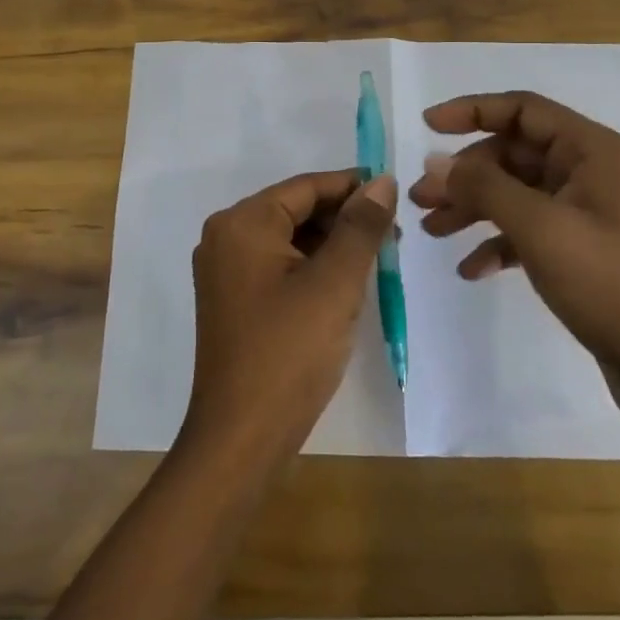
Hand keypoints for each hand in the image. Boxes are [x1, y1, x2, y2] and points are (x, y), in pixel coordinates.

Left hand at [180, 170, 396, 470]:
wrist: (241, 438)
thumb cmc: (289, 352)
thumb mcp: (335, 284)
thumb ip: (360, 227)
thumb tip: (382, 181)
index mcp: (242, 222)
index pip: (305, 187)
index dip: (352, 187)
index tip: (395, 195)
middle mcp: (226, 236)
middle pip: (295, 210)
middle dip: (344, 219)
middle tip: (393, 236)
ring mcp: (225, 270)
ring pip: (289, 239)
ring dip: (331, 245)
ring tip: (376, 261)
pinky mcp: (232, 299)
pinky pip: (278, 265)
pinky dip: (311, 267)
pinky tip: (344, 285)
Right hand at [408, 91, 619, 419]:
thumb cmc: (610, 283)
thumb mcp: (539, 228)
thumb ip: (483, 187)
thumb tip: (434, 161)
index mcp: (592, 150)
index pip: (522, 109)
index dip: (471, 111)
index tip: (426, 126)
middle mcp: (591, 171)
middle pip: (513, 154)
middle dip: (464, 175)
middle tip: (420, 199)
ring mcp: (587, 211)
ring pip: (516, 193)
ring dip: (473, 207)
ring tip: (430, 230)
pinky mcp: (582, 248)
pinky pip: (529, 229)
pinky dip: (497, 242)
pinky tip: (471, 268)